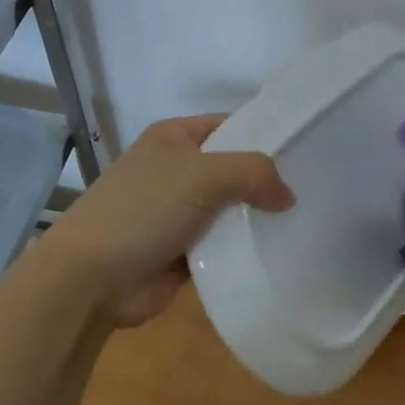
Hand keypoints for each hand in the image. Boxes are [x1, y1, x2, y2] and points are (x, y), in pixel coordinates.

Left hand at [35, 114, 294, 327]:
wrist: (89, 279)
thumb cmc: (142, 211)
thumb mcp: (202, 176)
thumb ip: (253, 173)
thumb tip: (288, 196)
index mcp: (174, 138)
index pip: (232, 125)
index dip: (267, 135)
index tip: (308, 151)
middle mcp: (178, 170)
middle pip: (235, 169)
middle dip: (267, 181)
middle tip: (315, 191)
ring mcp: (179, 212)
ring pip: (232, 209)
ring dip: (258, 219)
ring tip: (306, 223)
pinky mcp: (183, 251)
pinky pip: (224, 245)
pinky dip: (243, 249)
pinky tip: (278, 253)